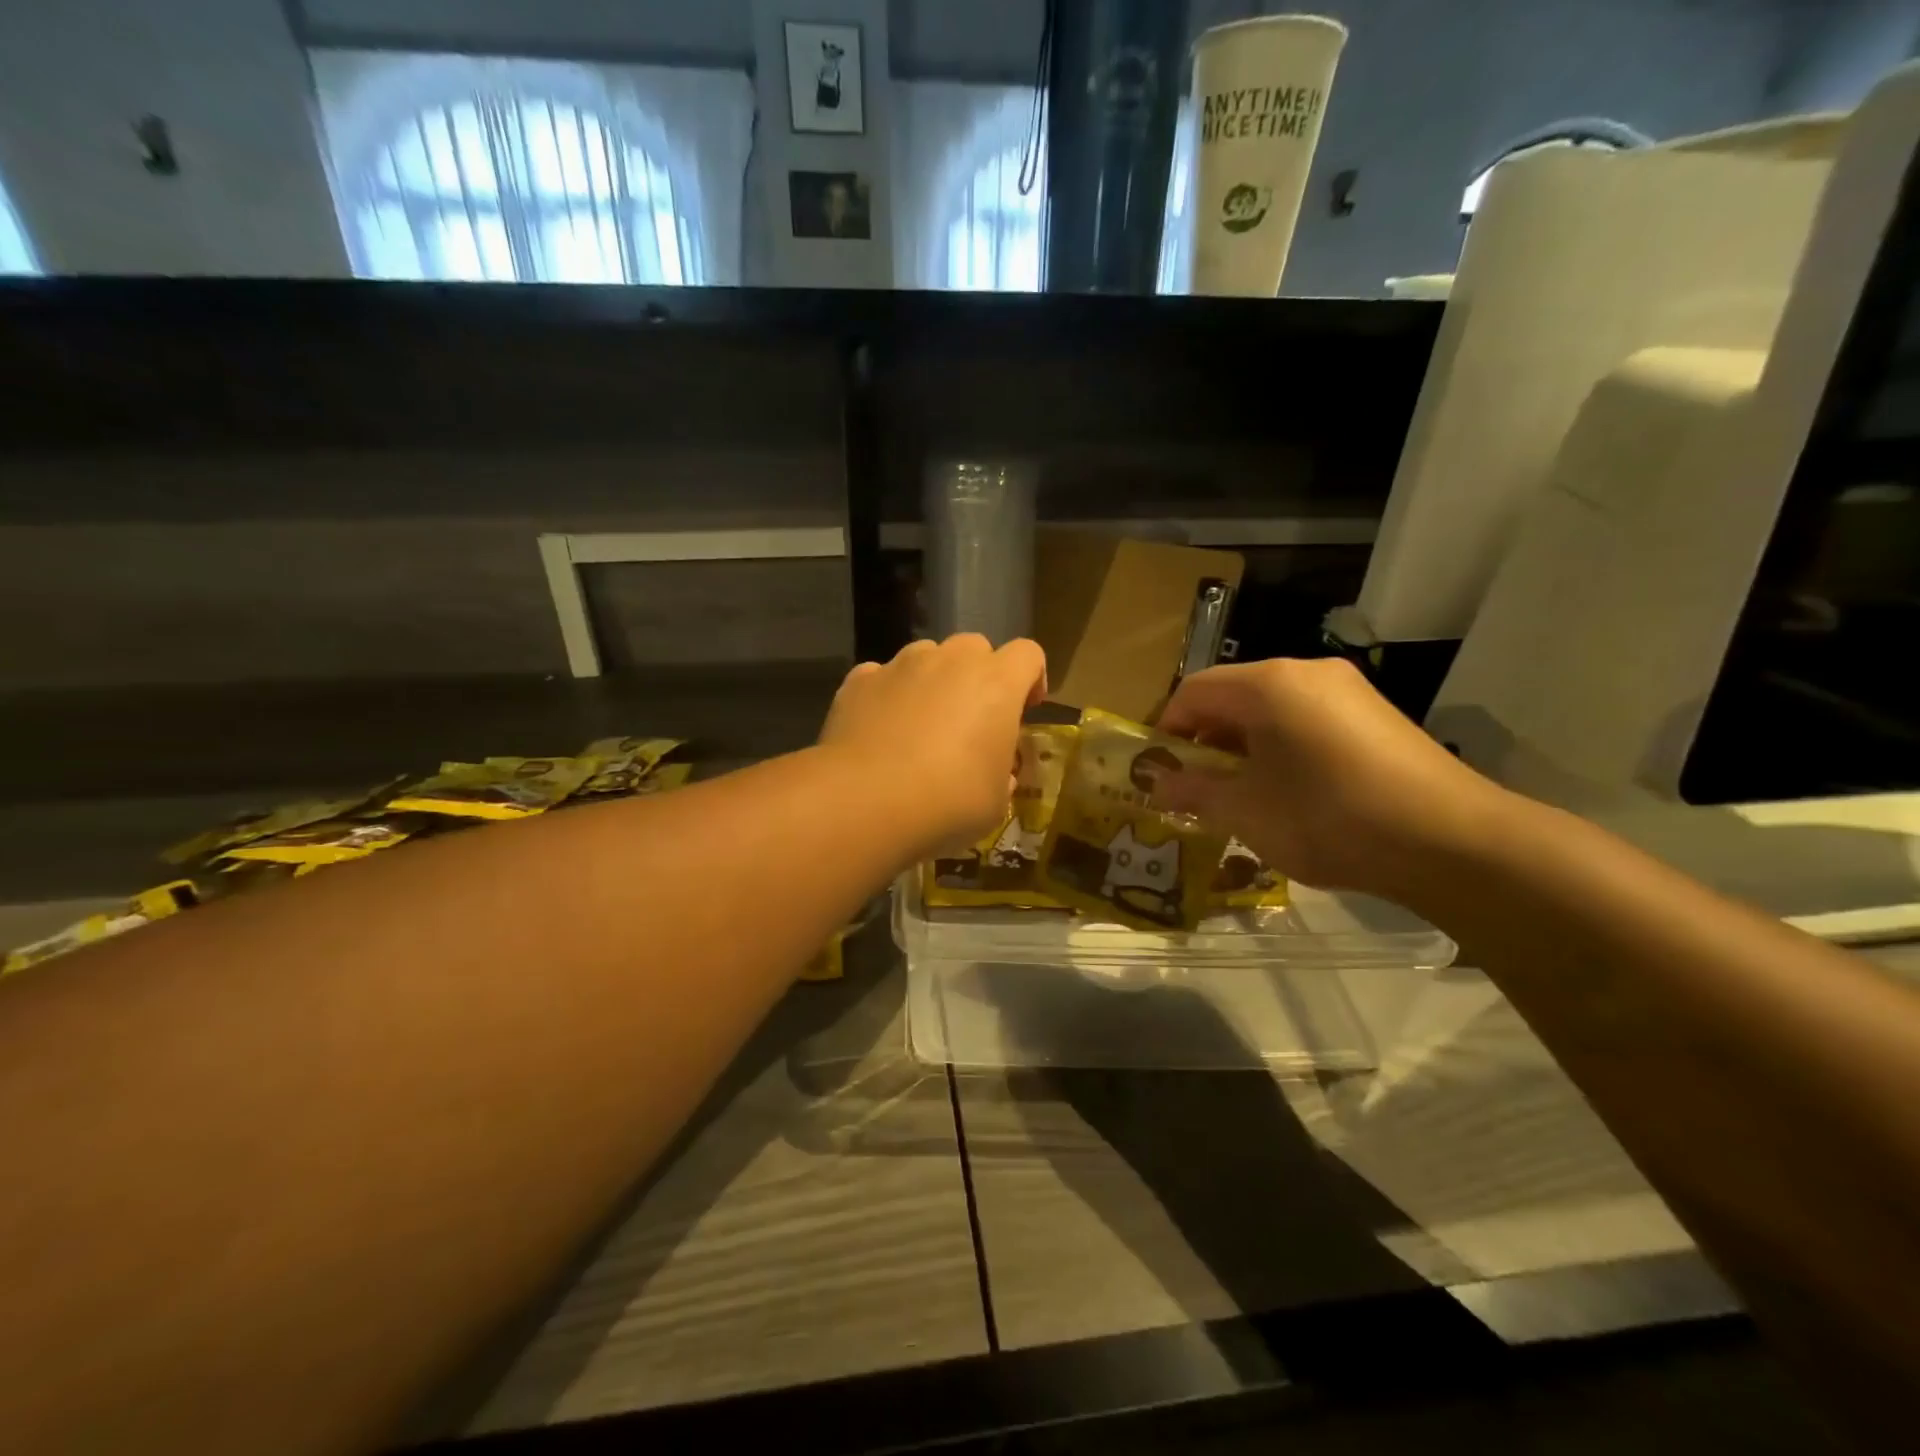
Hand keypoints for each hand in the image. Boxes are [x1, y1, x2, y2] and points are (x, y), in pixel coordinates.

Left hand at [819, 634, 1047, 857]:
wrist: (866, 800)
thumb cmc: (949, 801)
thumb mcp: (995, 801)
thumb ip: (1002, 775)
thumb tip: (998, 773)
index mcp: (997, 683)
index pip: (1028, 654)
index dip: (1032, 679)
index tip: (1025, 710)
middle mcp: (951, 660)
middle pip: (975, 647)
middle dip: (979, 675)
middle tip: (972, 718)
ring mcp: (901, 665)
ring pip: (926, 656)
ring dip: (932, 681)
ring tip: (921, 725)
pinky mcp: (859, 681)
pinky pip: (882, 677)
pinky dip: (888, 695)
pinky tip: (881, 732)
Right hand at [1154, 657, 1510, 899]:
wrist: (1451, 842)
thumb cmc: (1328, 818)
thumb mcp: (1245, 812)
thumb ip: (1193, 792)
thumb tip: (1155, 784)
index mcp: (1268, 684)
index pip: (1193, 691)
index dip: (1166, 729)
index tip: (1158, 772)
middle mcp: (1306, 673)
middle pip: (1233, 696)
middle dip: (1205, 741)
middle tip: (1195, 788)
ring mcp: (1347, 691)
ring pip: (1271, 709)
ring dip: (1242, 747)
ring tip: (1240, 795)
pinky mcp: (1375, 715)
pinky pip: (1307, 720)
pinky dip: (1281, 748)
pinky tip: (1289, 791)